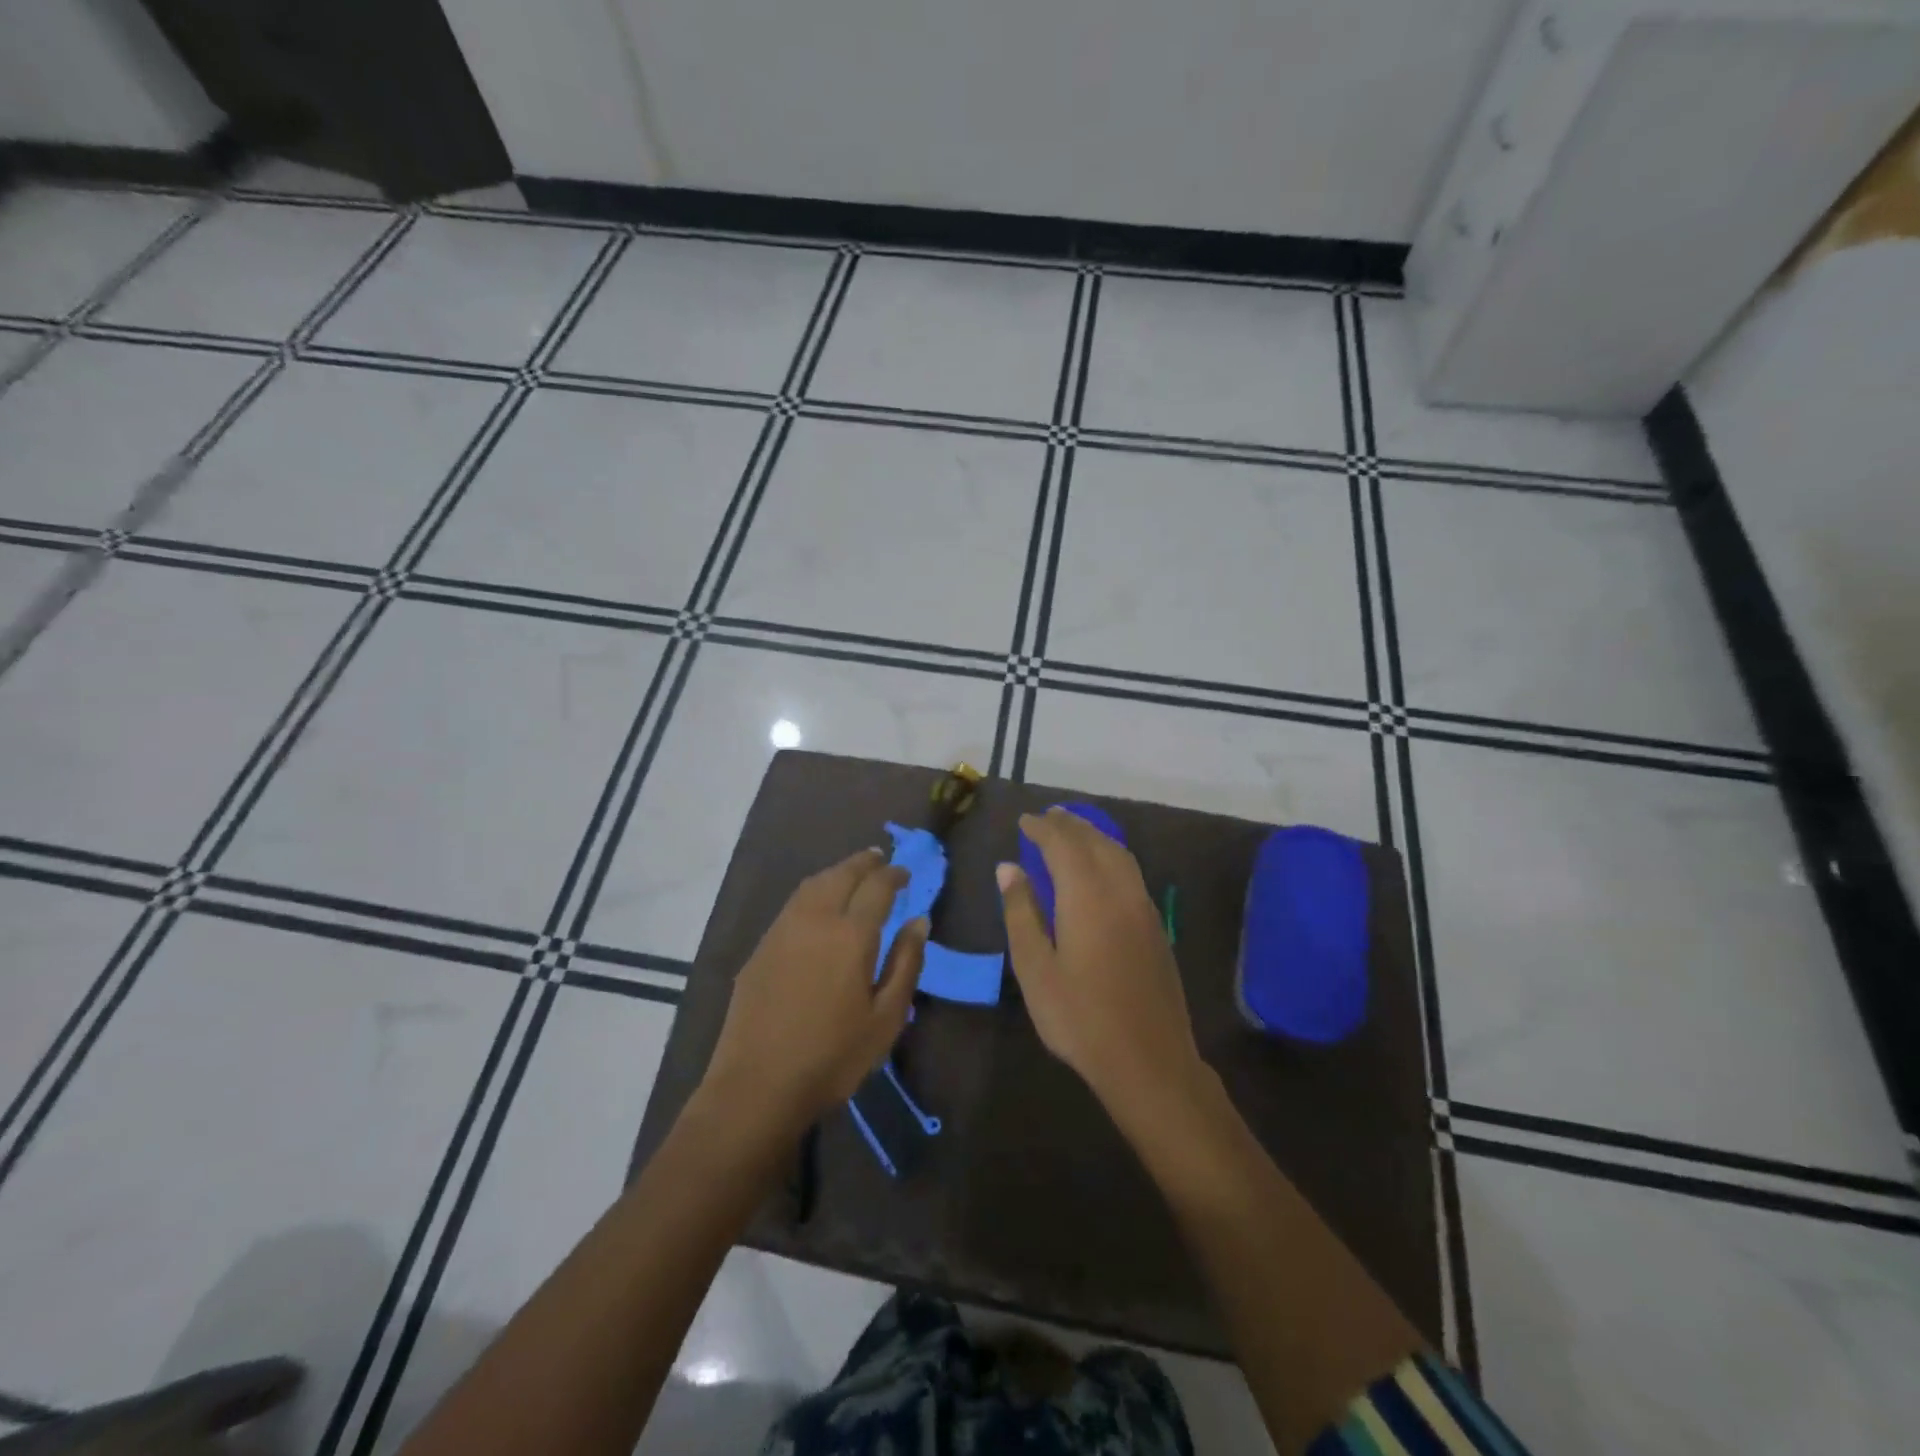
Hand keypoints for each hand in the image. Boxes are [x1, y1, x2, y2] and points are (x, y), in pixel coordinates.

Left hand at [702, 848, 927, 1129]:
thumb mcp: (886, 1018)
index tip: (905, 875)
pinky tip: (819, 906)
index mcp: (851, 934)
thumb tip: (919, 921)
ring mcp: (782, 930)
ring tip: (852, 874)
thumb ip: (906, 963)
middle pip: (841, 875)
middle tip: (880, 860)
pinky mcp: (761, 948)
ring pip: (812, 885)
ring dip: (836, 872)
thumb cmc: (833, 1057)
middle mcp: (815, 920)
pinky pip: (793, 904)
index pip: (877, 887)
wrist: (757, 1086)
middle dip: (864, 863)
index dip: (894, 875)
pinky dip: (813, 892)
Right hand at [998, 809, 1206, 1130]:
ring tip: (1072, 831)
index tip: (1024, 820)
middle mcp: (1120, 891)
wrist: (1149, 1061)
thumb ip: (1021, 912)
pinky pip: (1131, 872)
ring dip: (1094, 836)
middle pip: (1095, 842)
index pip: (1063, 844)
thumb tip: (1009, 867)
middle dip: (1070, 825)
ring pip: (1119, 854)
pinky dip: (1111, 855)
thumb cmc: (1080, 1017)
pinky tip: (1101, 868)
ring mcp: (1144, 908)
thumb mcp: (1035, 968)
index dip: (1043, 828)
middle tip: (1047, 817)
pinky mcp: (1156, 927)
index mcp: (1087, 896)